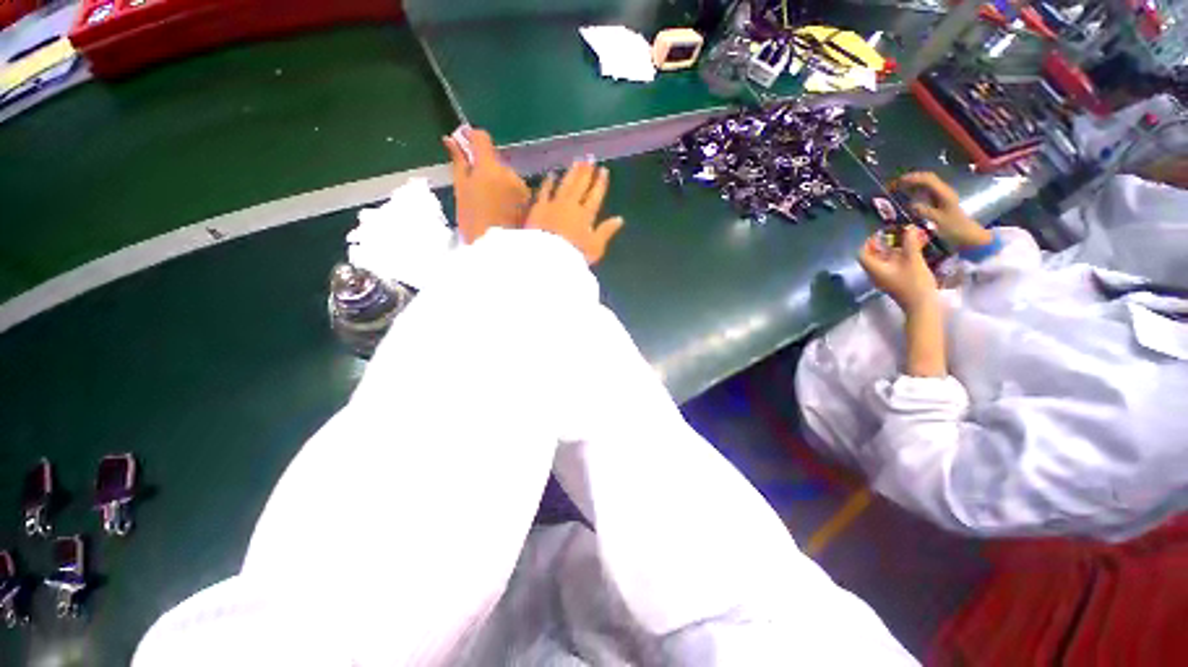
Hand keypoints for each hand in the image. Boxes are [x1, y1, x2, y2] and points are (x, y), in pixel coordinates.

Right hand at [444, 127, 530, 243]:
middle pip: (496, 161)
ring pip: (508, 176)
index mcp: (489, 167)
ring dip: (501, 183)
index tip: (466, 146)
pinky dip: (511, 195)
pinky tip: (504, 211)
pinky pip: (518, 190)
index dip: (472, 138)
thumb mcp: (460, 191)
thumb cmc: (473, 222)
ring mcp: (523, 187)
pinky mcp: (531, 202)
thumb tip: (451, 140)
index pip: (482, 138)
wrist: (498, 249)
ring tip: (492, 205)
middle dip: (487, 168)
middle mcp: (510, 172)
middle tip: (477, 189)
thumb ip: (459, 163)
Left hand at [524, 161, 624, 264]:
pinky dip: (549, 182)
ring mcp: (554, 204)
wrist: (548, 258)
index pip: (595, 195)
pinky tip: (552, 174)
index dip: (600, 182)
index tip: (603, 170)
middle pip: (580, 185)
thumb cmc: (575, 255)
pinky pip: (544, 191)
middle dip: (586, 172)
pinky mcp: (538, 208)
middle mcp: (571, 205)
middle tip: (590, 158)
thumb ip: (606, 231)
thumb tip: (620, 219)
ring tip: (577, 161)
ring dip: (571, 172)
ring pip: (565, 184)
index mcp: (586, 215)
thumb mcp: (595, 247)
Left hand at [858, 226, 938, 312]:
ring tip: (907, 240)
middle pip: (872, 256)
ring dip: (893, 250)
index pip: (862, 254)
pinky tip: (912, 251)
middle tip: (896, 234)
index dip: (869, 242)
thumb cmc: (915, 283)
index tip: (881, 233)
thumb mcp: (913, 260)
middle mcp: (875, 274)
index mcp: (874, 269)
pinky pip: (891, 266)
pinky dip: (898, 257)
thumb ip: (910, 243)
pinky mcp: (894, 282)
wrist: (922, 307)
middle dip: (882, 244)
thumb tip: (908, 227)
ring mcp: (884, 279)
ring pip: (883, 261)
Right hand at [891, 172, 992, 248]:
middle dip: (911, 179)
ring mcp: (941, 196)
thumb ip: (925, 211)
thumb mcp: (939, 221)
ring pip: (926, 184)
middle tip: (895, 184)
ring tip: (897, 188)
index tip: (899, 181)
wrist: (967, 234)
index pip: (928, 180)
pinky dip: (915, 191)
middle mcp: (943, 191)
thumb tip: (910, 204)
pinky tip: (906, 196)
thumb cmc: (954, 228)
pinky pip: (925, 192)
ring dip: (912, 184)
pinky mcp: (939, 201)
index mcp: (944, 194)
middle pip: (927, 179)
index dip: (914, 178)